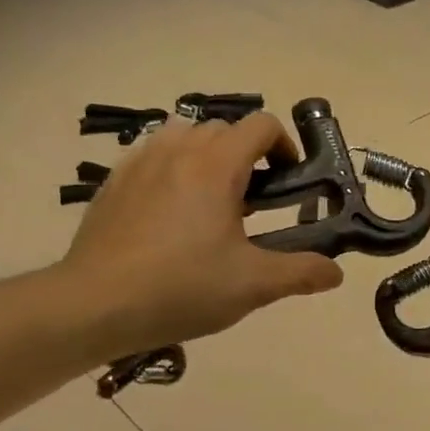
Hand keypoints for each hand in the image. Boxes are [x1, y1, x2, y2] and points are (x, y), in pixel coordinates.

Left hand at [61, 113, 343, 353]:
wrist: (94, 304)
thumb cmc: (181, 288)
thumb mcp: (252, 285)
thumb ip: (301, 273)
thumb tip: (336, 273)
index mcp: (216, 165)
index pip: (261, 125)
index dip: (284, 147)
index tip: (289, 183)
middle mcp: (178, 149)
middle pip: (224, 129)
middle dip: (248, 156)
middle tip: (254, 203)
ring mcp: (139, 161)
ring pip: (184, 137)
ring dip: (208, 157)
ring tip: (211, 203)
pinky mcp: (113, 182)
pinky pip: (152, 156)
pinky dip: (173, 170)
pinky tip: (170, 214)